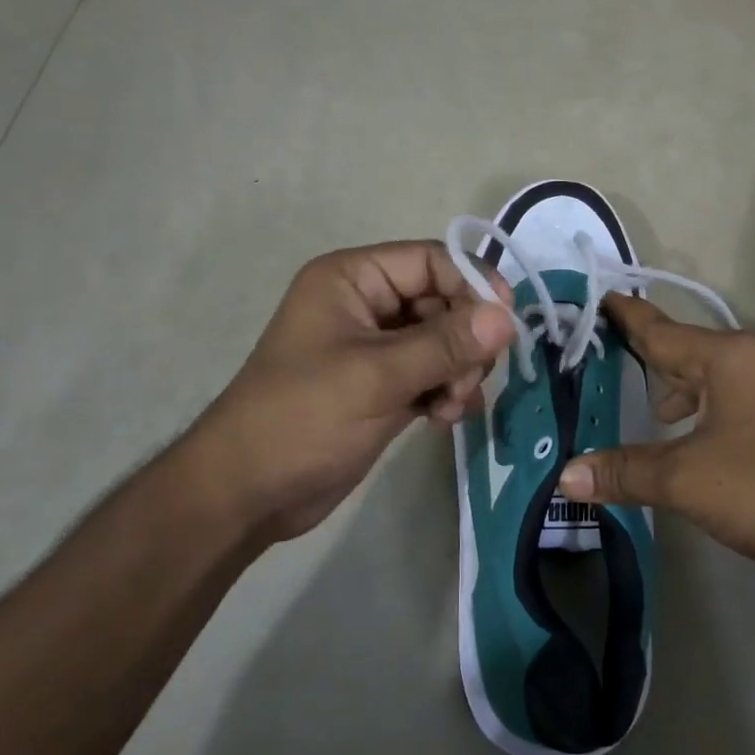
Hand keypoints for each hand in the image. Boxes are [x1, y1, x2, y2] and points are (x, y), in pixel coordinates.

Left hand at [183, 242, 515, 545]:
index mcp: (353, 279)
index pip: (431, 260)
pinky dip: (446, 391)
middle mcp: (366, 304)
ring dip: (458, 370)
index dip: (473, 283)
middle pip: (443, 301)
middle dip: (465, 339)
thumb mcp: (377, 376)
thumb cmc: (302, 418)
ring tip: (452, 406)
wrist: (246, 494)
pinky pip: (432, 373)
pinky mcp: (382, 386)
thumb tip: (508, 317)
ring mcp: (375, 348)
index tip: (505, 323)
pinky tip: (445, 419)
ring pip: (443, 341)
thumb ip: (445, 344)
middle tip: (469, 379)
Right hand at [557, 294, 754, 586]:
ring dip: (685, 392)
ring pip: (719, 378)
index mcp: (728, 357)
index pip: (661, 328)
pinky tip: (709, 442)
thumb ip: (627, 472)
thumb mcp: (690, 481)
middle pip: (690, 352)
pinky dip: (715, 410)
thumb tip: (566, 475)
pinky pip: (744, 398)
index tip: (603, 296)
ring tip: (658, 416)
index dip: (627, 316)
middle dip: (653, 361)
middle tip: (615, 369)